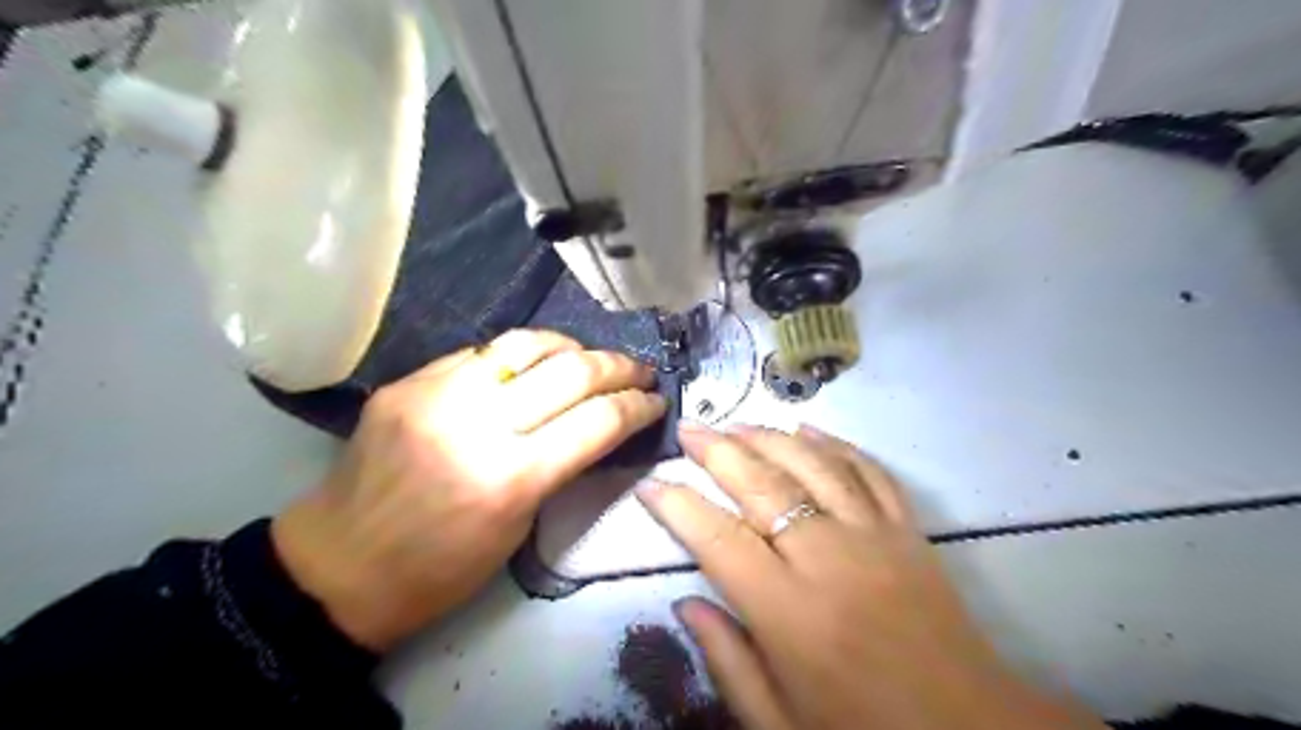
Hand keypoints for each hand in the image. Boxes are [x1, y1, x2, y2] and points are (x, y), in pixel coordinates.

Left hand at [271, 331, 664, 650]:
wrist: (339, 566)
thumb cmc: (440, 569)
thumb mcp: (519, 527)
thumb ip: (559, 466)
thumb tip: (594, 424)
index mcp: (510, 478)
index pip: (597, 421)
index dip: (638, 407)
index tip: (657, 402)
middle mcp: (476, 424)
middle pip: (571, 372)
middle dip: (619, 367)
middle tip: (640, 371)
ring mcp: (437, 394)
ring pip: (525, 344)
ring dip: (571, 347)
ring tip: (591, 357)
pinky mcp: (408, 382)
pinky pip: (480, 353)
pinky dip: (518, 357)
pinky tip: (531, 366)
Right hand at [635, 423, 1101, 728]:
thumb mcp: (781, 723)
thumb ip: (727, 661)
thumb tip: (684, 603)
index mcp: (790, 614)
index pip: (717, 539)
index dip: (677, 506)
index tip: (650, 484)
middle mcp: (829, 560)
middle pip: (763, 486)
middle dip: (718, 451)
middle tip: (688, 429)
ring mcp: (875, 537)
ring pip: (813, 465)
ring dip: (769, 437)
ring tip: (736, 422)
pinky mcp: (908, 531)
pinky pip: (869, 471)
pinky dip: (836, 444)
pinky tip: (808, 429)